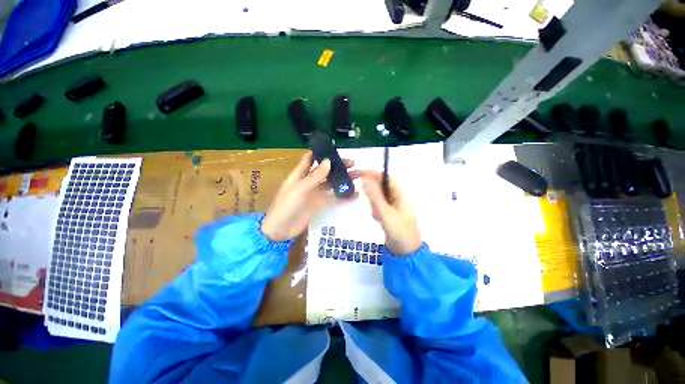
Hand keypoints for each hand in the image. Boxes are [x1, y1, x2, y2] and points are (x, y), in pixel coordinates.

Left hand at [261, 151, 358, 241]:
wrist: (281, 229)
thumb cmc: (286, 205)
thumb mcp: (300, 188)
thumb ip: (315, 176)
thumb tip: (328, 161)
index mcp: (300, 174)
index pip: (310, 159)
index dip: (320, 152)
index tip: (334, 149)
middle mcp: (309, 181)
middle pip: (325, 170)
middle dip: (337, 166)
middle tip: (352, 163)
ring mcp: (315, 193)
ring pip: (331, 183)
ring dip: (342, 179)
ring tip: (356, 176)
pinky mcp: (320, 204)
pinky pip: (333, 198)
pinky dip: (343, 196)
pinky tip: (353, 194)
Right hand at [361, 171, 421, 255]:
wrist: (405, 252)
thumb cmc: (398, 231)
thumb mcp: (385, 213)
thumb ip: (374, 196)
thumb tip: (365, 179)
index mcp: (402, 195)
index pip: (388, 177)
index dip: (375, 173)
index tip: (361, 174)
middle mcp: (399, 198)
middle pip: (384, 186)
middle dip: (374, 192)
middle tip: (368, 201)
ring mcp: (396, 206)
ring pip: (381, 197)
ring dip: (375, 203)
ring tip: (376, 214)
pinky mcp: (391, 213)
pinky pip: (381, 206)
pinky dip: (376, 210)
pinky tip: (377, 218)